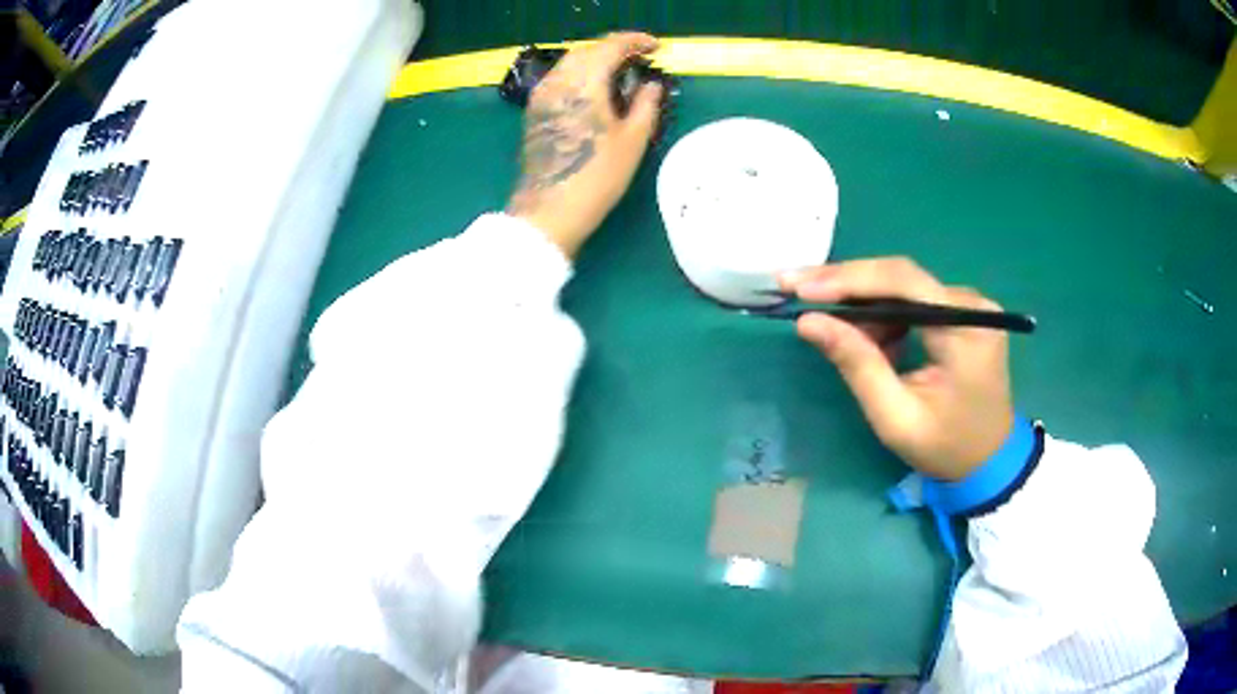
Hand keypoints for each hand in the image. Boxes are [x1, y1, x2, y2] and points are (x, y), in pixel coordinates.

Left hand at [507, 33, 664, 257]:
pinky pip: (559, 79)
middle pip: (586, 50)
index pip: (610, 47)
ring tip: (618, 72)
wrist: (550, 209)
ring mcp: (541, 97)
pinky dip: (579, 74)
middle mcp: (558, 82)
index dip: (635, 41)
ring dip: (595, 60)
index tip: (655, 46)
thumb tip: (650, 84)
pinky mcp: (534, 112)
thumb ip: (645, 105)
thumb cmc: (598, 176)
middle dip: (613, 48)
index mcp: (584, 83)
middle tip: (638, 57)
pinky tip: (594, 89)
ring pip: (569, 63)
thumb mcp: (633, 140)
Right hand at [782, 258, 1014, 480]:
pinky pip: (914, 299)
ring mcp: (970, 305)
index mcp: (965, 327)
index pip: (902, 281)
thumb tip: (808, 322)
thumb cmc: (945, 447)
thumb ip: (857, 365)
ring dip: (864, 302)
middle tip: (794, 288)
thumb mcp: (896, 417)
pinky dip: (885, 314)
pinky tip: (869, 338)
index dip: (848, 278)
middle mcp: (972, 303)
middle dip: (846, 283)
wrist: (989, 461)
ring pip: (903, 285)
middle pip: (901, 276)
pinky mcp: (963, 313)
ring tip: (833, 328)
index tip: (799, 287)